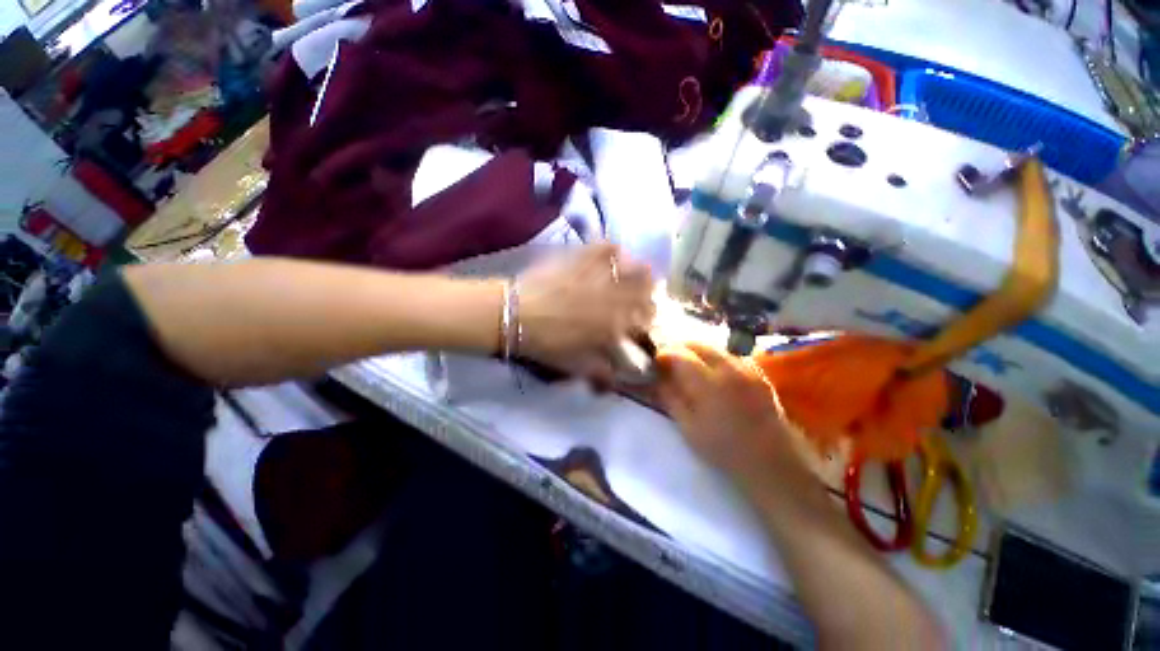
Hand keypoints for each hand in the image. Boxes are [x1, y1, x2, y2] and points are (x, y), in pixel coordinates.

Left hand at [517, 243, 653, 383]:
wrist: (516, 315)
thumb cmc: (547, 344)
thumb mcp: (577, 366)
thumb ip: (603, 372)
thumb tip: (619, 378)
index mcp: (615, 325)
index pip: (646, 322)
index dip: (647, 322)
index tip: (643, 322)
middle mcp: (615, 298)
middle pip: (647, 292)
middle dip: (647, 297)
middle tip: (638, 299)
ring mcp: (600, 274)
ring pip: (636, 267)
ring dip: (638, 273)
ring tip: (630, 276)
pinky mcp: (583, 257)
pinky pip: (607, 247)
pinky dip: (612, 251)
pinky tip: (609, 257)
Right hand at [657, 343, 809, 488]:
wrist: (773, 464)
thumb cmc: (724, 450)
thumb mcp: (689, 428)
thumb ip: (670, 398)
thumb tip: (658, 378)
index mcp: (709, 382)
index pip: (679, 354)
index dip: (663, 356)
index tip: (655, 365)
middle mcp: (729, 368)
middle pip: (697, 344)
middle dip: (679, 349)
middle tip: (668, 363)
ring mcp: (747, 369)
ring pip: (714, 348)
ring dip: (697, 352)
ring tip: (688, 367)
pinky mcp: (758, 375)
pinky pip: (730, 356)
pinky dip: (715, 358)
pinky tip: (712, 374)